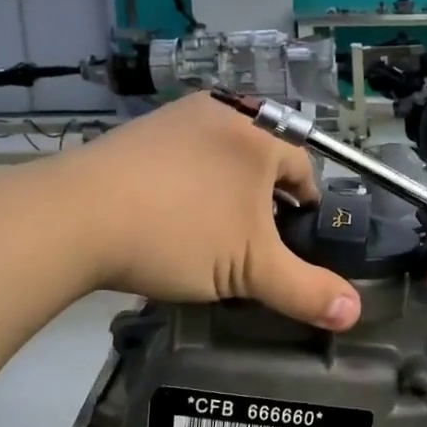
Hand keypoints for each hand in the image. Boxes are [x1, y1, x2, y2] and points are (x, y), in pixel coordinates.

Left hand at [66, 94, 360, 329]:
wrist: (72, 217)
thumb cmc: (179, 234)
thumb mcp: (251, 270)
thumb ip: (306, 291)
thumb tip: (355, 313)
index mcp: (258, 136)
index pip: (304, 170)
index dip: (307, 209)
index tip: (294, 242)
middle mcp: (221, 113)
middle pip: (261, 161)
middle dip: (265, 200)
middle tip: (253, 244)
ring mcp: (174, 119)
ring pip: (220, 158)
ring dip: (225, 192)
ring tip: (211, 234)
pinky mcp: (136, 133)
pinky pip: (181, 158)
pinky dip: (187, 185)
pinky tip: (169, 217)